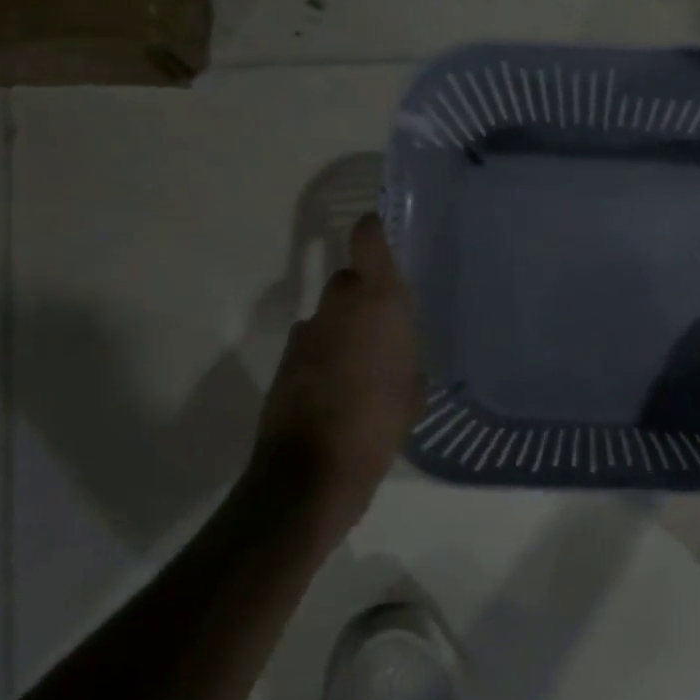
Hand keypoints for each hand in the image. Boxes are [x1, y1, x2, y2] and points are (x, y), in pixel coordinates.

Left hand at [254, 214, 423, 544]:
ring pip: (330, 316)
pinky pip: (315, 346)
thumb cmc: (378, 423)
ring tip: (366, 365)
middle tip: (387, 323)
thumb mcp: (413, 392)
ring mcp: (306, 335)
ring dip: (345, 329)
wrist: (312, 471)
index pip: (368, 242)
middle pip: (348, 280)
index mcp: (376, 304)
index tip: (381, 228)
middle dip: (365, 294)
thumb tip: (401, 357)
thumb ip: (408, 361)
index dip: (373, 230)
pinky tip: (343, 390)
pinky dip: (328, 357)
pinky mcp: (286, 363)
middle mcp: (337, 308)